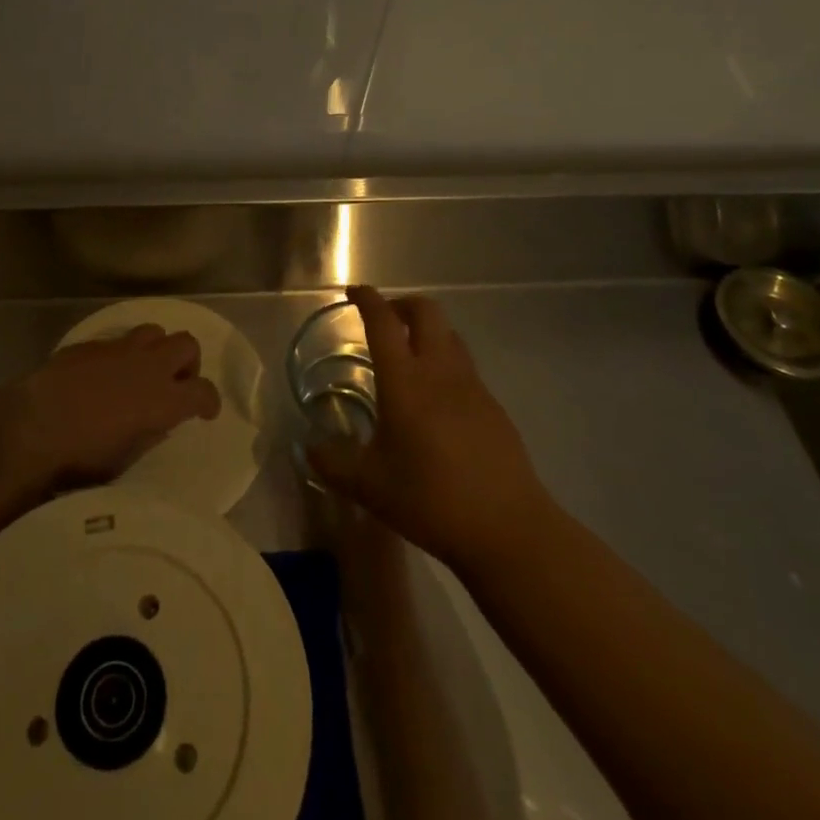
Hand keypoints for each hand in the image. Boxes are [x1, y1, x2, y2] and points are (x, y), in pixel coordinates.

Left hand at [14, 324, 221, 488]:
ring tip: (143, 371)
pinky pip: (118, 340)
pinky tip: (105, 374)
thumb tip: (159, 424)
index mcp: (163, 399)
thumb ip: (149, 436)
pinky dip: (122, 354)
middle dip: (188, 363)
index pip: (203, 391)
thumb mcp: (124, 460)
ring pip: (155, 331)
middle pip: (187, 344)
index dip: (210, 402)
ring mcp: (119, 349)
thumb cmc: (80, 458)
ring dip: (156, 349)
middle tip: (176, 384)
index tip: (205, 412)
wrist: (32, 427)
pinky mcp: (91, 344)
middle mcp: (148, 366)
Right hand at [309, 286, 548, 571]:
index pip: (383, 322)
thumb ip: (333, 462)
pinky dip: (445, 362)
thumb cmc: (431, 499)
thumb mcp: (369, 486)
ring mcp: (473, 386)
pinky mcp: (493, 406)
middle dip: (401, 304)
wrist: (508, 528)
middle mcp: (440, 371)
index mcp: (405, 381)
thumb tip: (310, 447)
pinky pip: (465, 366)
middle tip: (383, 320)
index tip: (353, 291)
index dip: (367, 299)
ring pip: (450, 335)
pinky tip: (436, 400)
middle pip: (426, 312)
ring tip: (408, 355)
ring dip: (427, 330)